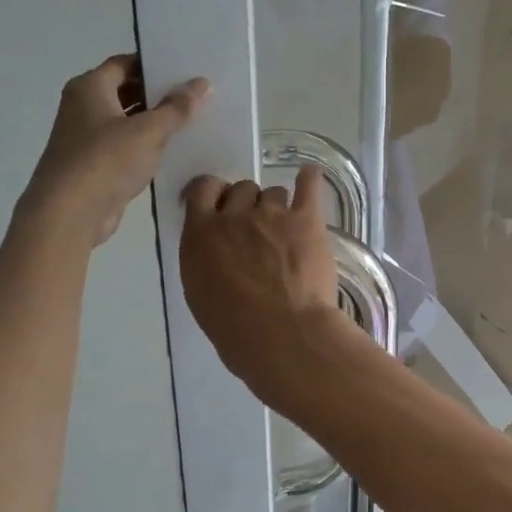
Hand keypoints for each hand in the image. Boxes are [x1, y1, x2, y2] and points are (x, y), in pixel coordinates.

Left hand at [22, 55, 209, 245]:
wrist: (70, 213)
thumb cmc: (105, 161)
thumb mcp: (148, 131)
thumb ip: (177, 107)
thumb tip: (202, 83)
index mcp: (89, 87)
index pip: (125, 63)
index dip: (155, 65)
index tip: (187, 71)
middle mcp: (83, 106)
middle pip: (126, 90)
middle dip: (159, 94)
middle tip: (196, 97)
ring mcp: (86, 137)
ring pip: (127, 120)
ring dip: (155, 122)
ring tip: (192, 123)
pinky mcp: (94, 164)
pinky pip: (125, 146)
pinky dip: (146, 146)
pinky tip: (174, 151)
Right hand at [180, 165, 341, 404]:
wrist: (281, 334)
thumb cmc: (235, 330)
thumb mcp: (201, 294)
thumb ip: (205, 262)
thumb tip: (217, 253)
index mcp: (201, 236)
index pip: (202, 191)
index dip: (213, 193)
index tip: (219, 203)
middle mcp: (234, 217)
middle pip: (241, 190)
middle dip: (247, 204)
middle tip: (258, 230)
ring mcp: (271, 214)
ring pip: (273, 192)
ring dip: (277, 206)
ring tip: (286, 229)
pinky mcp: (306, 220)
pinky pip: (308, 186)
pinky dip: (309, 179)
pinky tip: (309, 176)